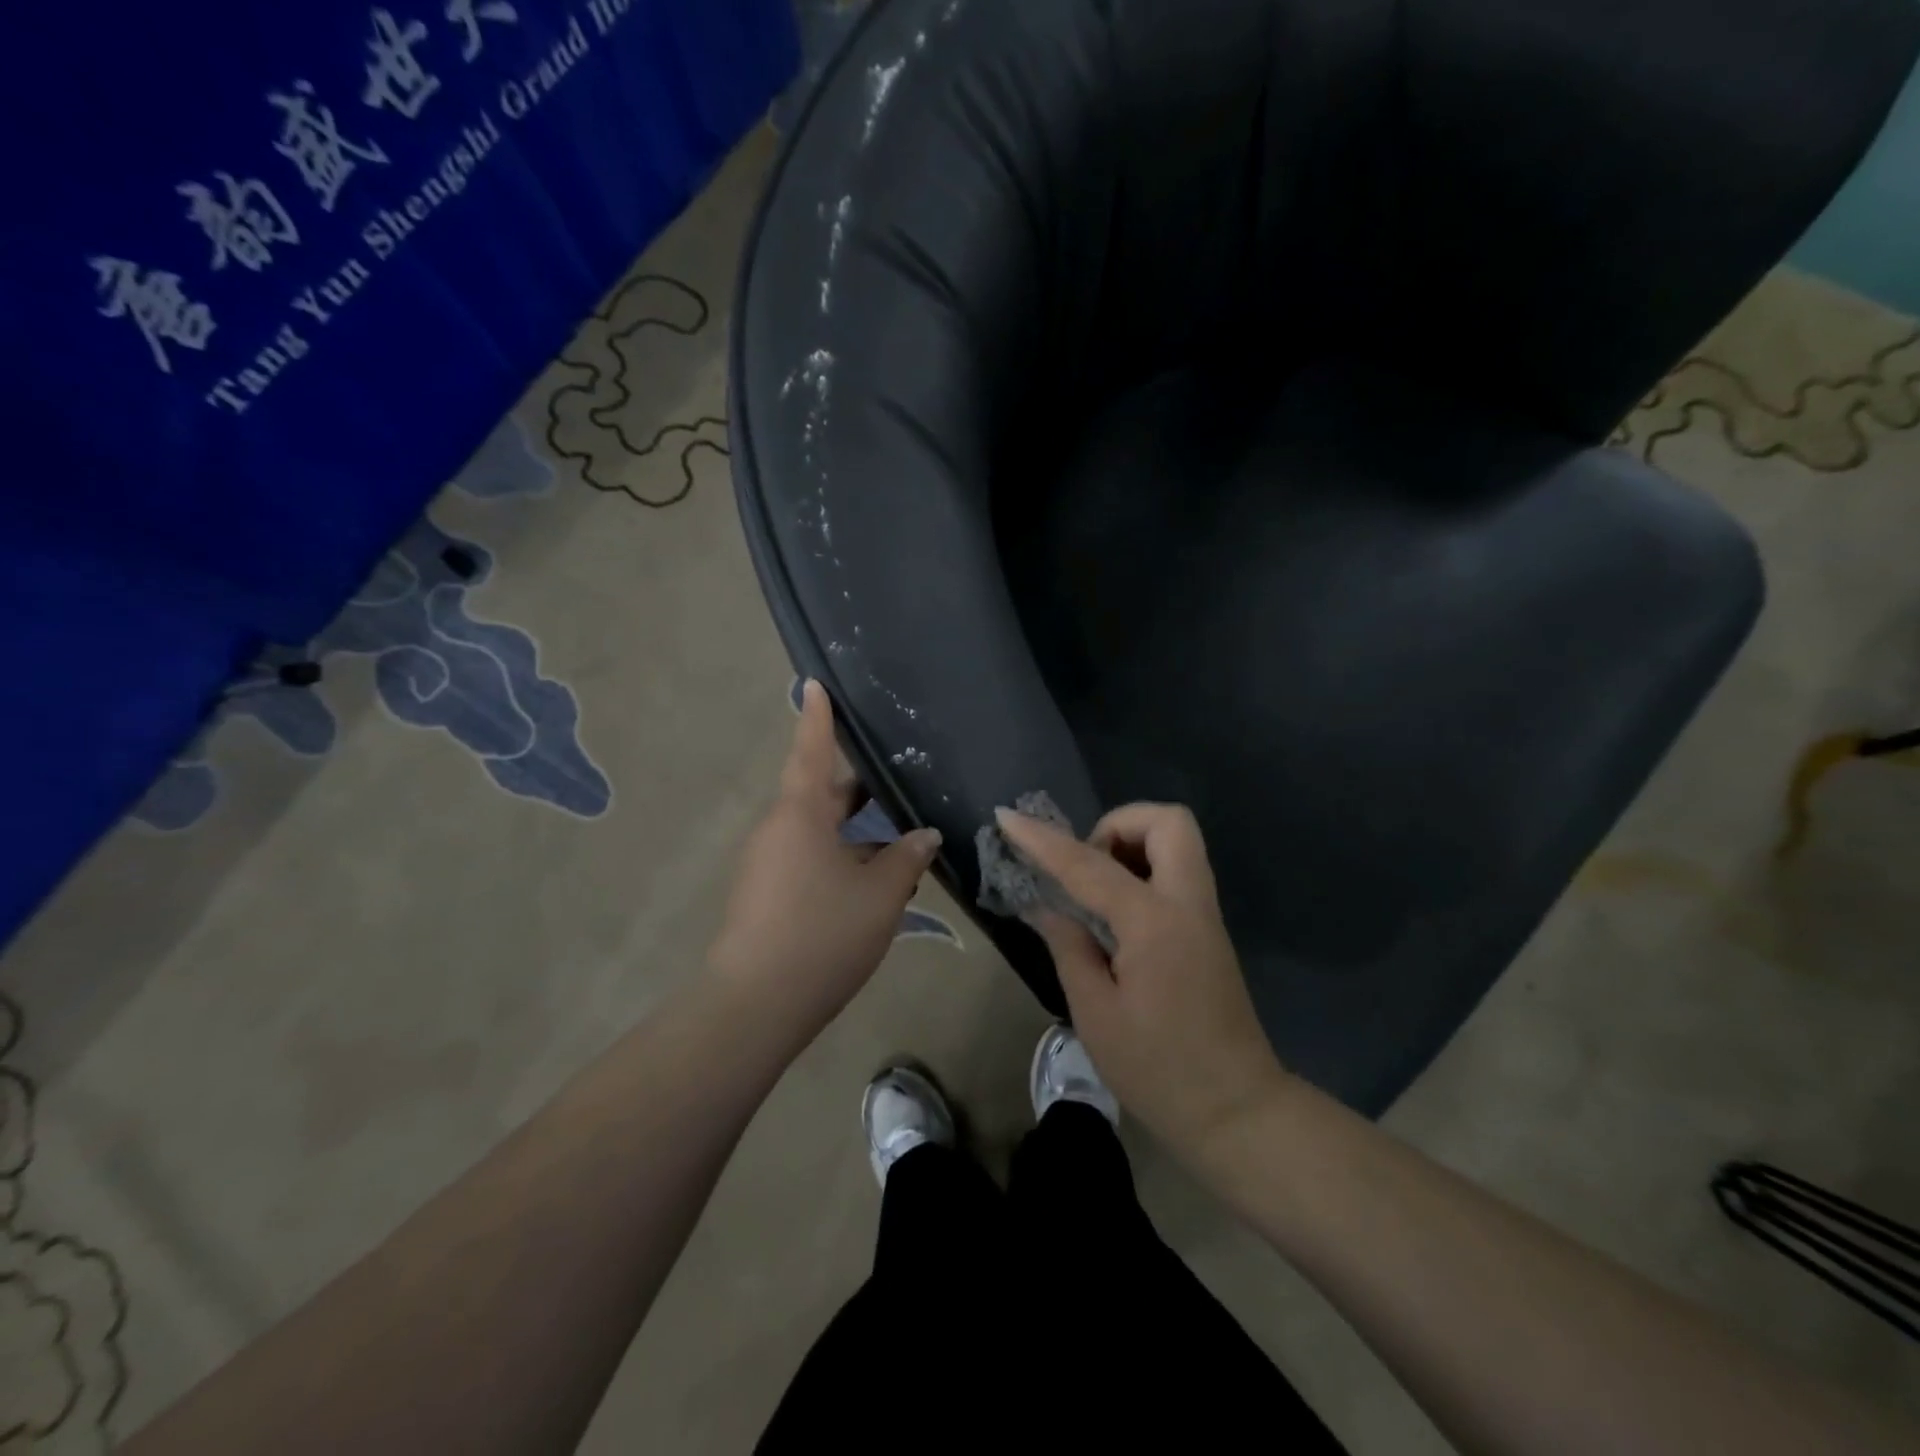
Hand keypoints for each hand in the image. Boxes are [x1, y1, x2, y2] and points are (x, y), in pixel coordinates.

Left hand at [707, 680, 942, 1034]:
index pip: (812, 751)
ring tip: (897, 832)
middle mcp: (778, 828)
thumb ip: (906, 858)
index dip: (818, 718)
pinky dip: (839, 855)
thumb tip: (924, 835)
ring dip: (853, 828)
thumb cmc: (822, 933)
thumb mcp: (880, 894)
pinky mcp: (765, 893)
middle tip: (896, 776)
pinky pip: (807, 857)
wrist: (756, 1005)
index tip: (814, 683)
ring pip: (816, 829)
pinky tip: (872, 877)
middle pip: (819, 792)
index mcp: (800, 813)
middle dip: (857, 786)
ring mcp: (767, 862)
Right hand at [996, 802, 1292, 1159]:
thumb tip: (1046, 907)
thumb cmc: (1158, 1070)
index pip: (1089, 864)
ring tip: (1095, 891)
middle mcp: (1187, 904)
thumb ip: (1069, 947)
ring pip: (1177, 840)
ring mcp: (1204, 914)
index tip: (1007, 817)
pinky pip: (1177, 870)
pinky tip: (1115, 913)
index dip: (1042, 839)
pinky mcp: (1208, 929)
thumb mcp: (1096, 1014)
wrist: (1236, 1111)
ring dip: (1132, 844)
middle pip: (1167, 821)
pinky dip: (1143, 869)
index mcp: (1153, 923)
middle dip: (1118, 824)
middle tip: (1085, 866)